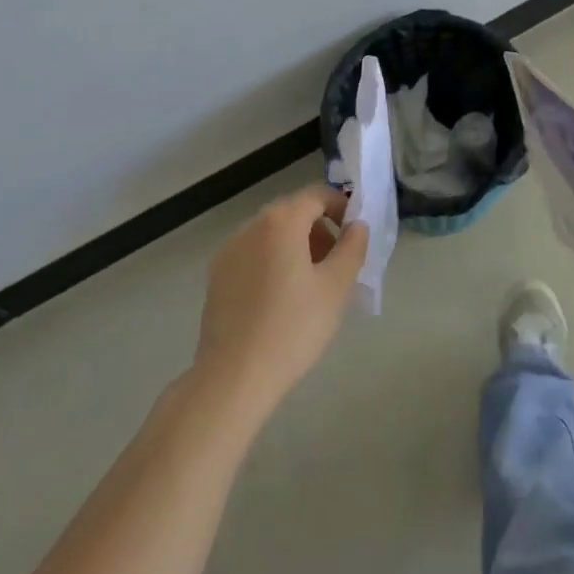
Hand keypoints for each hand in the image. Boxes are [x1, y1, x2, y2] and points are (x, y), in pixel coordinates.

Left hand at [193, 185, 369, 420]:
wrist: (233, 378)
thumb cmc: (293, 327)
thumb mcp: (336, 287)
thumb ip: (352, 247)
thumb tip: (357, 226)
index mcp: (281, 221)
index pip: (317, 195)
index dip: (341, 207)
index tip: (355, 235)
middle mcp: (250, 227)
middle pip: (292, 213)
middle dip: (319, 229)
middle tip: (337, 263)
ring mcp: (228, 252)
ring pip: (271, 234)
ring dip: (296, 246)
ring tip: (311, 284)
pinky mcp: (216, 277)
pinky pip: (253, 255)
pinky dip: (273, 262)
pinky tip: (281, 299)